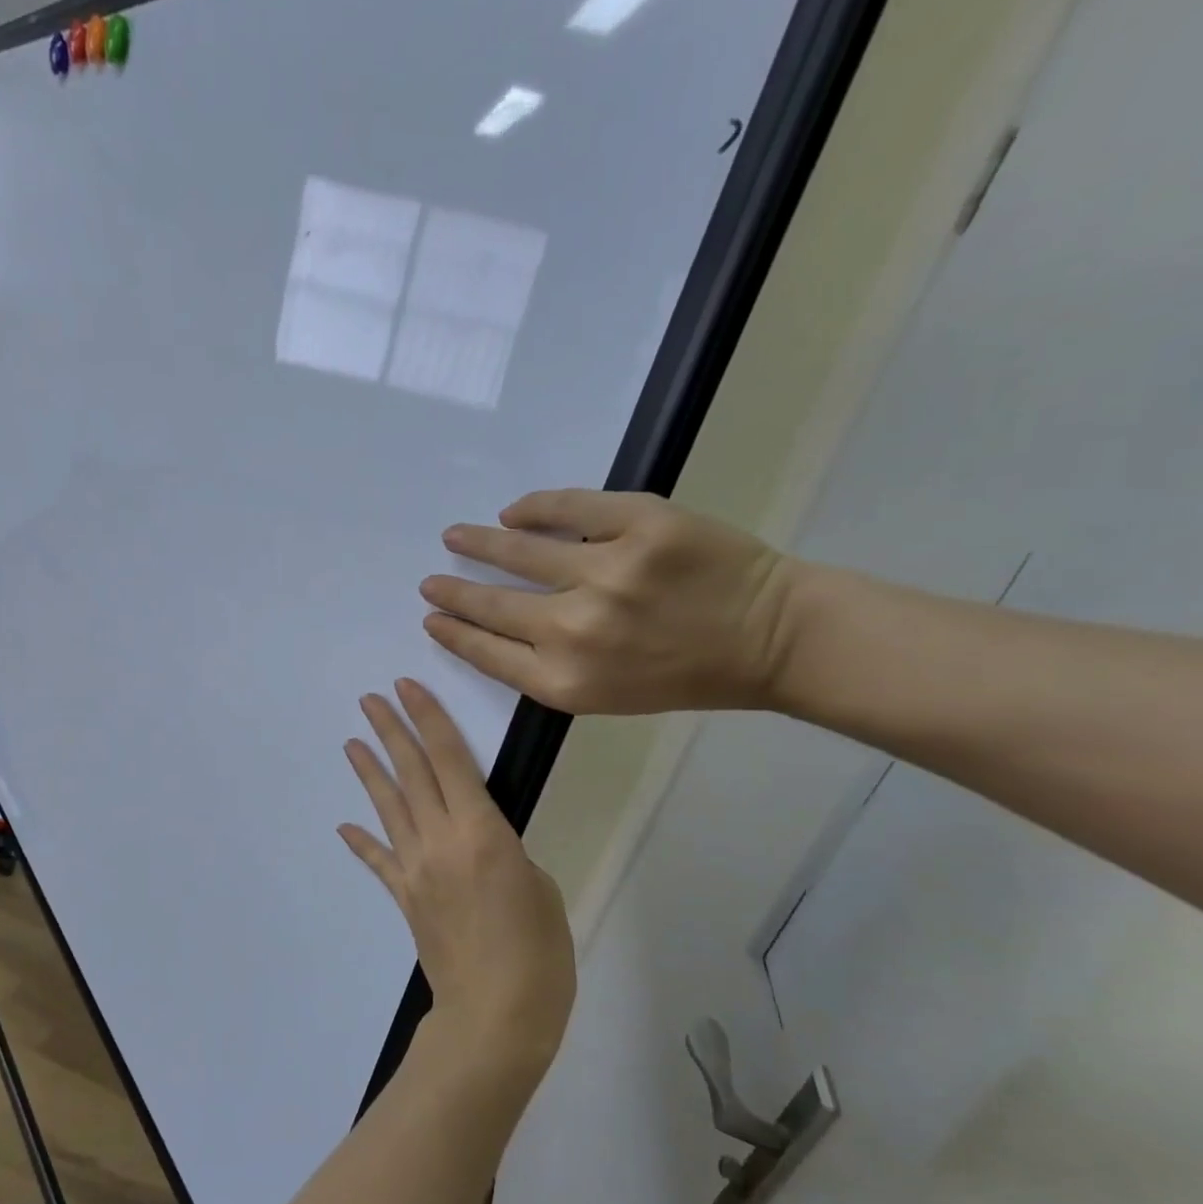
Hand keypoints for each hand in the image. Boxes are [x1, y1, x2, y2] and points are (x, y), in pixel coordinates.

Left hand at [339, 680, 575, 1077]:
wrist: (494, 1015)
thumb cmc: (537, 952)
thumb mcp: (539, 888)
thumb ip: (505, 853)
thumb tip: (480, 845)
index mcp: (481, 832)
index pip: (450, 760)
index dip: (428, 719)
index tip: (407, 688)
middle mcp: (440, 840)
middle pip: (411, 774)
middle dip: (391, 732)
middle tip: (370, 700)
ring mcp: (415, 869)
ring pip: (389, 808)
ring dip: (370, 773)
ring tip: (352, 742)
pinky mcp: (404, 897)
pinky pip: (379, 862)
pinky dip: (362, 842)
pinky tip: (345, 826)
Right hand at [420, 489, 797, 714]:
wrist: (771, 638)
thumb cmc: (683, 676)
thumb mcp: (604, 696)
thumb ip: (545, 669)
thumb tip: (492, 628)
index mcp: (566, 680)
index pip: (486, 651)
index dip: (452, 633)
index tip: (431, 619)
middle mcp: (576, 629)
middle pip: (492, 604)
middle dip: (453, 592)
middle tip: (430, 581)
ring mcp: (609, 572)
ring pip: (521, 550)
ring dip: (478, 543)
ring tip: (455, 537)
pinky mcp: (642, 525)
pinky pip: (570, 507)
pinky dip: (534, 508)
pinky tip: (513, 512)